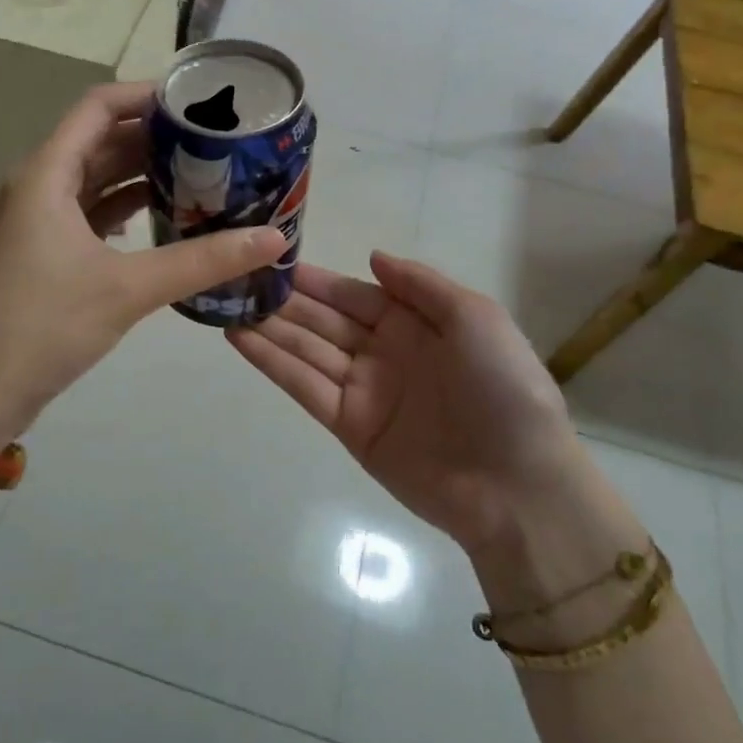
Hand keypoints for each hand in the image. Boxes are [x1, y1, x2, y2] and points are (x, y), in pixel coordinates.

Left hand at [0, 82, 285, 445]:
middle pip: (102, 139)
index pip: (98, 107)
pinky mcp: (49, 250)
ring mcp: (42, 219)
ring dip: (144, 172)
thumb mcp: (130, 288)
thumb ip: (203, 260)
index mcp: (48, 174)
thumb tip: (274, 238)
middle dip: (156, 136)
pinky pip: (94, 210)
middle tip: (216, 139)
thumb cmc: (45, 325)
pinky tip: (168, 215)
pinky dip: (129, 206)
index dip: (145, 95)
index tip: (198, 102)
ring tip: (204, 172)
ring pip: (99, 177)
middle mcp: (41, 184)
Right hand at [227, 253, 587, 565]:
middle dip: (283, 300)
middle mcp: (383, 352)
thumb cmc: (503, 390)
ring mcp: (363, 390)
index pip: (353, 294)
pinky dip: (271, 363)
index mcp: (415, 324)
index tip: (272, 260)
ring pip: (305, 349)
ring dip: (267, 326)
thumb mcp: (475, 318)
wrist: (517, 486)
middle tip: (236, 277)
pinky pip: (304, 386)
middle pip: (323, 320)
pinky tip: (240, 338)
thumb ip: (421, 285)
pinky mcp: (348, 426)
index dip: (315, 279)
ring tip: (225, 302)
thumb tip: (372, 257)